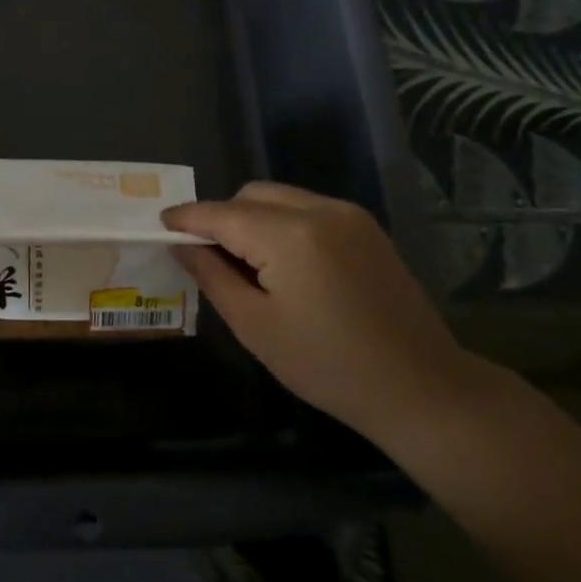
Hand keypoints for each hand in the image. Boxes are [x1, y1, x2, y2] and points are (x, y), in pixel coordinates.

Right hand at [164, 183, 475, 440]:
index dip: (187, 218)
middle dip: (221, 217)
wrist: (420, 386)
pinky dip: (282, 223)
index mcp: (289, 235)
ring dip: (252, 218)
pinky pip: (308, 209)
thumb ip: (212, 276)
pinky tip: (283, 263)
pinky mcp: (366, 228)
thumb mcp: (255, 326)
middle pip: (251, 195)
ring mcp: (348, 215)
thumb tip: (181, 245)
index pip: (221, 213)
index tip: (161, 225)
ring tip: (245, 263)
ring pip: (280, 198)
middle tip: (207, 256)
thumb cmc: (327, 365)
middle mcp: (319, 209)